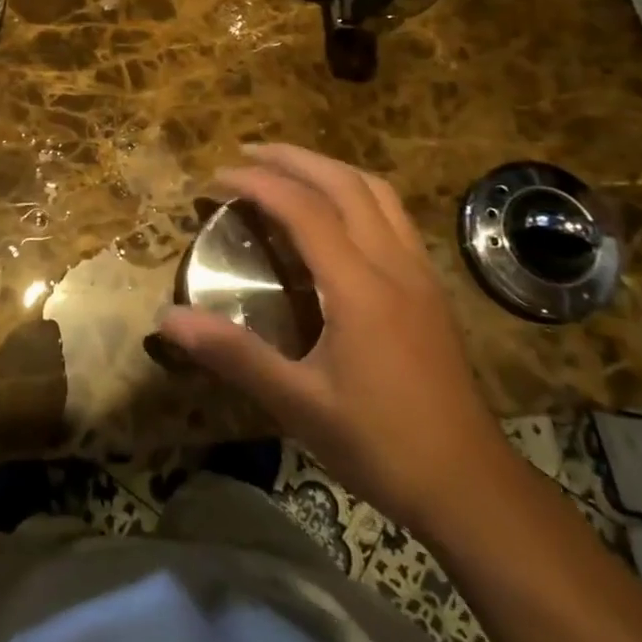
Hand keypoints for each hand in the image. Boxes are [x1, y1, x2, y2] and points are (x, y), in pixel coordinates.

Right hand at [156, 144, 506, 527]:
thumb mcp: (299, 404)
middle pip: (345, 183)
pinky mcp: (430, 288)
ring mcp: (419, 273)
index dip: (257, 183)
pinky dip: (357, 193)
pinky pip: (393, 215)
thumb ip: (234, 355)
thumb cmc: (382, 445)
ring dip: (329, 169)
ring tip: (290, 170)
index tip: (217, 177)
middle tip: (247, 154)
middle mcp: (393, 264)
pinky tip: (338, 215)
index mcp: (359, 286)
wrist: (472, 487)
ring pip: (377, 192)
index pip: (304, 209)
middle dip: (293, 159)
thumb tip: (168, 320)